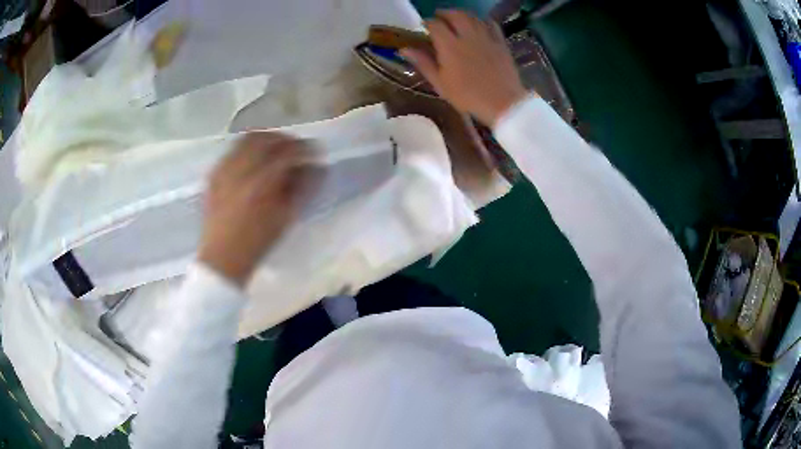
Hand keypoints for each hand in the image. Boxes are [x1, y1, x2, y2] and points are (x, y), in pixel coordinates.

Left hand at [198, 133, 320, 286]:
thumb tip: (317, 168)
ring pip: (247, 139)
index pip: (287, 152)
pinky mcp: (214, 174)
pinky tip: (253, 161)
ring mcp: (224, 170)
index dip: (305, 149)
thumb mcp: (285, 218)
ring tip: (275, 151)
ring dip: (266, 140)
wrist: (222, 257)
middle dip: (284, 139)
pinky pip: (233, 150)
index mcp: (261, 184)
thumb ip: (302, 188)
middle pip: (266, 138)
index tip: (315, 152)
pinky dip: (248, 149)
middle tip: (295, 148)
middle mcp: (240, 170)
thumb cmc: (257, 242)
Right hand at [401, 10, 529, 126]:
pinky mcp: (500, 42)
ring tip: (456, 20)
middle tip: (439, 18)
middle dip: (444, 14)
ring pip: (472, 17)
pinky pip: (491, 24)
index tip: (423, 26)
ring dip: (462, 15)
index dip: (427, 23)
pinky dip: (482, 21)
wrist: (502, 103)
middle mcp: (467, 35)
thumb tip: (404, 49)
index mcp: (449, 45)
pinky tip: (479, 25)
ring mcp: (486, 37)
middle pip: (454, 14)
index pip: (434, 24)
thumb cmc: (467, 96)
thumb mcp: (440, 83)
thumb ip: (423, 63)